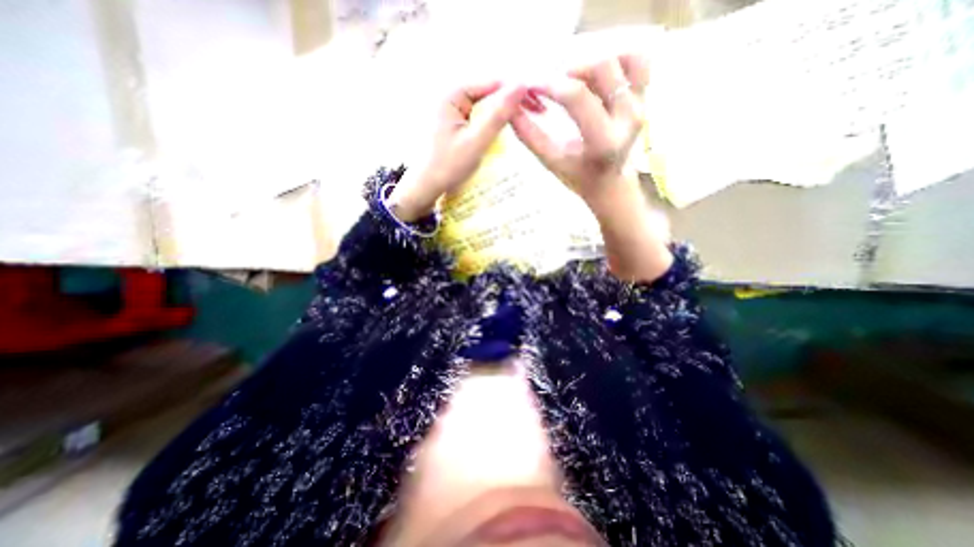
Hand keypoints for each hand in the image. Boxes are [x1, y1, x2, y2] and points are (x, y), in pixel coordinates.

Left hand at [386, 79, 528, 218]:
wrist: (427, 187)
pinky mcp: (456, 123)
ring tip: (525, 117)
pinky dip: (493, 121)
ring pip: (485, 105)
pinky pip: (479, 116)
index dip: (515, 90)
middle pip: (488, 92)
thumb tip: (521, 85)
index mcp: (452, 94)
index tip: (537, 101)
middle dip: (511, 101)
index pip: (491, 83)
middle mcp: (451, 96)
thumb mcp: (476, 142)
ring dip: (504, 112)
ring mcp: (453, 110)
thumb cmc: (448, 166)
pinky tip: (506, 127)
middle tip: (535, 110)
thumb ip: (498, 115)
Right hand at [511, 55, 643, 216]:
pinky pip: (637, 61)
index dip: (549, 83)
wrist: (610, 183)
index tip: (529, 83)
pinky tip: (595, 75)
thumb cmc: (578, 176)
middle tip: (550, 84)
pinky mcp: (645, 95)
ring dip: (591, 62)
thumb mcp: (551, 160)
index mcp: (602, 140)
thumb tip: (510, 108)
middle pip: (601, 66)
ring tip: (572, 80)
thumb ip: (530, 135)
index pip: (576, 96)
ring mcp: (641, 103)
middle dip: (569, 69)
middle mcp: (628, 117)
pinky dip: (615, 58)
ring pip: (621, 57)